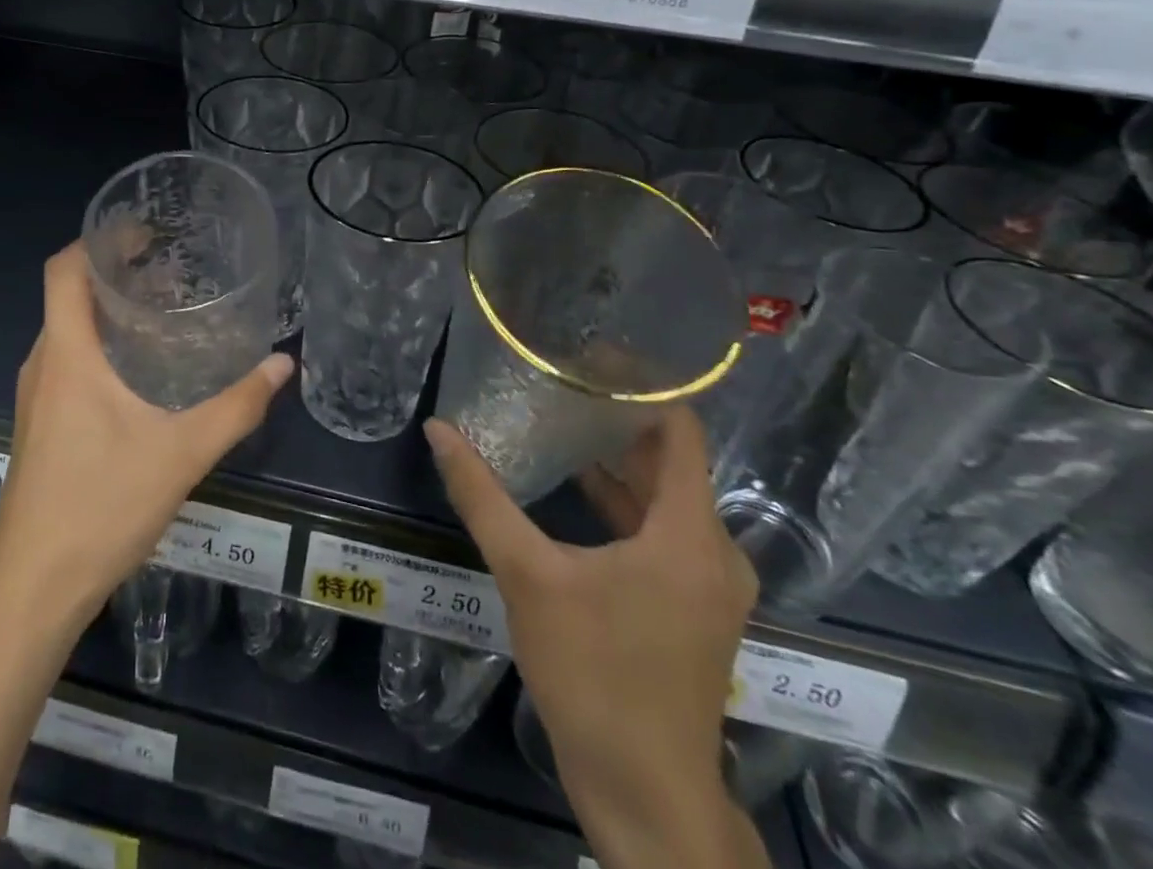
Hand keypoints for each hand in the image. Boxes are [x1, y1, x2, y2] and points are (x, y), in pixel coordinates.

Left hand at [0, 242, 293, 622]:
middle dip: (113, 272)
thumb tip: (281, 365)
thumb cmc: (101, 507)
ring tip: (161, 311)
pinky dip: (98, 345)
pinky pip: (66, 362)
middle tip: (169, 267)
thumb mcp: (182, 453)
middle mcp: (43, 365)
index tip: (142, 230)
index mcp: (67, 355)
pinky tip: (139, 372)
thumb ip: (237, 407)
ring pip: (67, 331)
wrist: (32, 589)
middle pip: (68, 296)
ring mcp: (35, 398)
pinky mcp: (39, 426)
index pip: (64, 270)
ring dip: (106, 311)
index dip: (97, 239)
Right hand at [424, 410, 758, 864]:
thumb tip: (438, 431)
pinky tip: (578, 490)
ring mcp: (708, 584)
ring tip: (564, 422)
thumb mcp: (527, 576)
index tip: (591, 357)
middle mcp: (713, 550)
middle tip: (563, 383)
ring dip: (621, 463)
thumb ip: (482, 497)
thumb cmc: (594, 675)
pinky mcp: (693, 607)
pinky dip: (627, 504)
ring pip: (668, 498)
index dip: (641, 387)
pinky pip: (664, 532)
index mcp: (689, 533)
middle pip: (672, 460)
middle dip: (619, 419)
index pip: (680, 429)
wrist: (645, 795)